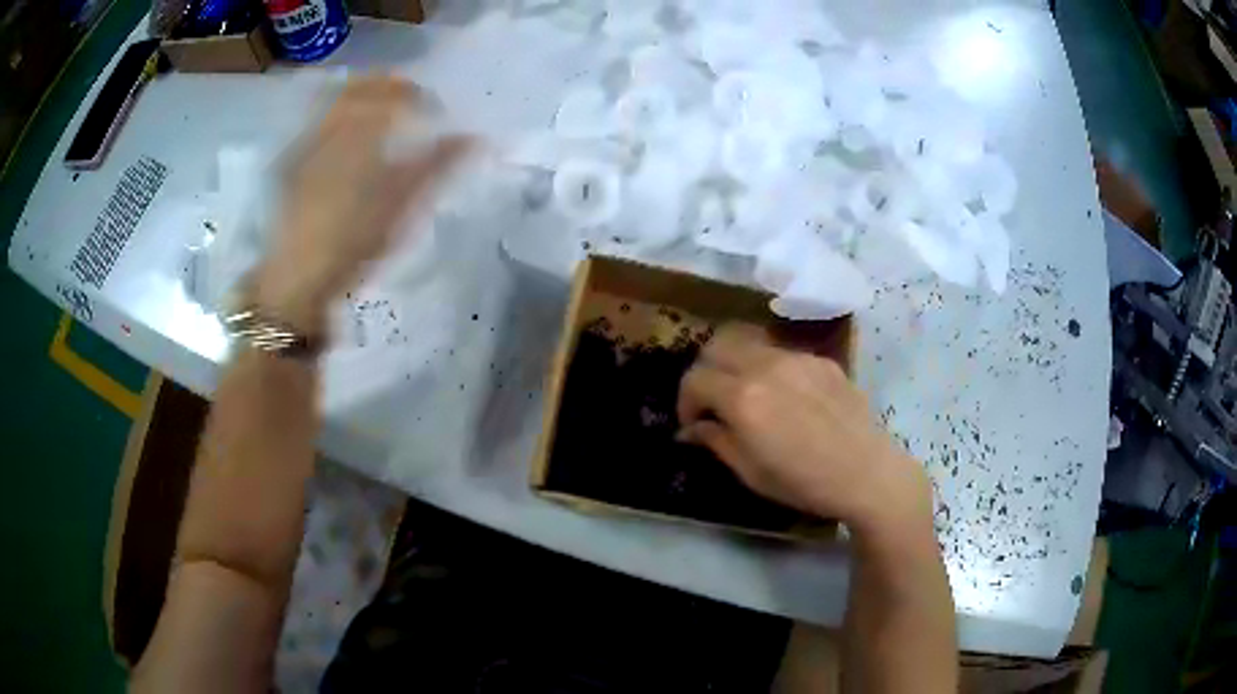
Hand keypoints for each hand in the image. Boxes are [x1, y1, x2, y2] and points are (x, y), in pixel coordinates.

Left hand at [252, 75, 471, 335]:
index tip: (434, 110)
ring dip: (362, 95)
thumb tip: (478, 137)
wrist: (297, 275)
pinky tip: (345, 136)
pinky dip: (338, 114)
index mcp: (362, 130)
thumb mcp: (404, 204)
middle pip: (363, 85)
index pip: (397, 93)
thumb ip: (440, 164)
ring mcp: (307, 139)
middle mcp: (332, 124)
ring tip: (378, 114)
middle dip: (389, 87)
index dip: (419, 95)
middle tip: (408, 103)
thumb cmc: (354, 239)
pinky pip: (317, 118)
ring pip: (337, 98)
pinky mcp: (291, 158)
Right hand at [677, 325, 932, 536]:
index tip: (693, 424)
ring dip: (736, 364)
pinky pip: (782, 354)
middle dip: (705, 372)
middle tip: (712, 401)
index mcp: (743, 397)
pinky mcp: (821, 360)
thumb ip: (715, 441)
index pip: (694, 379)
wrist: (866, 473)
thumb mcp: (750, 472)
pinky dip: (769, 369)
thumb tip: (690, 429)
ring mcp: (797, 358)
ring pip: (749, 343)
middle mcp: (766, 365)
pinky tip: (786, 398)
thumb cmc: (803, 483)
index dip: (684, 402)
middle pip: (716, 346)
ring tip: (747, 395)